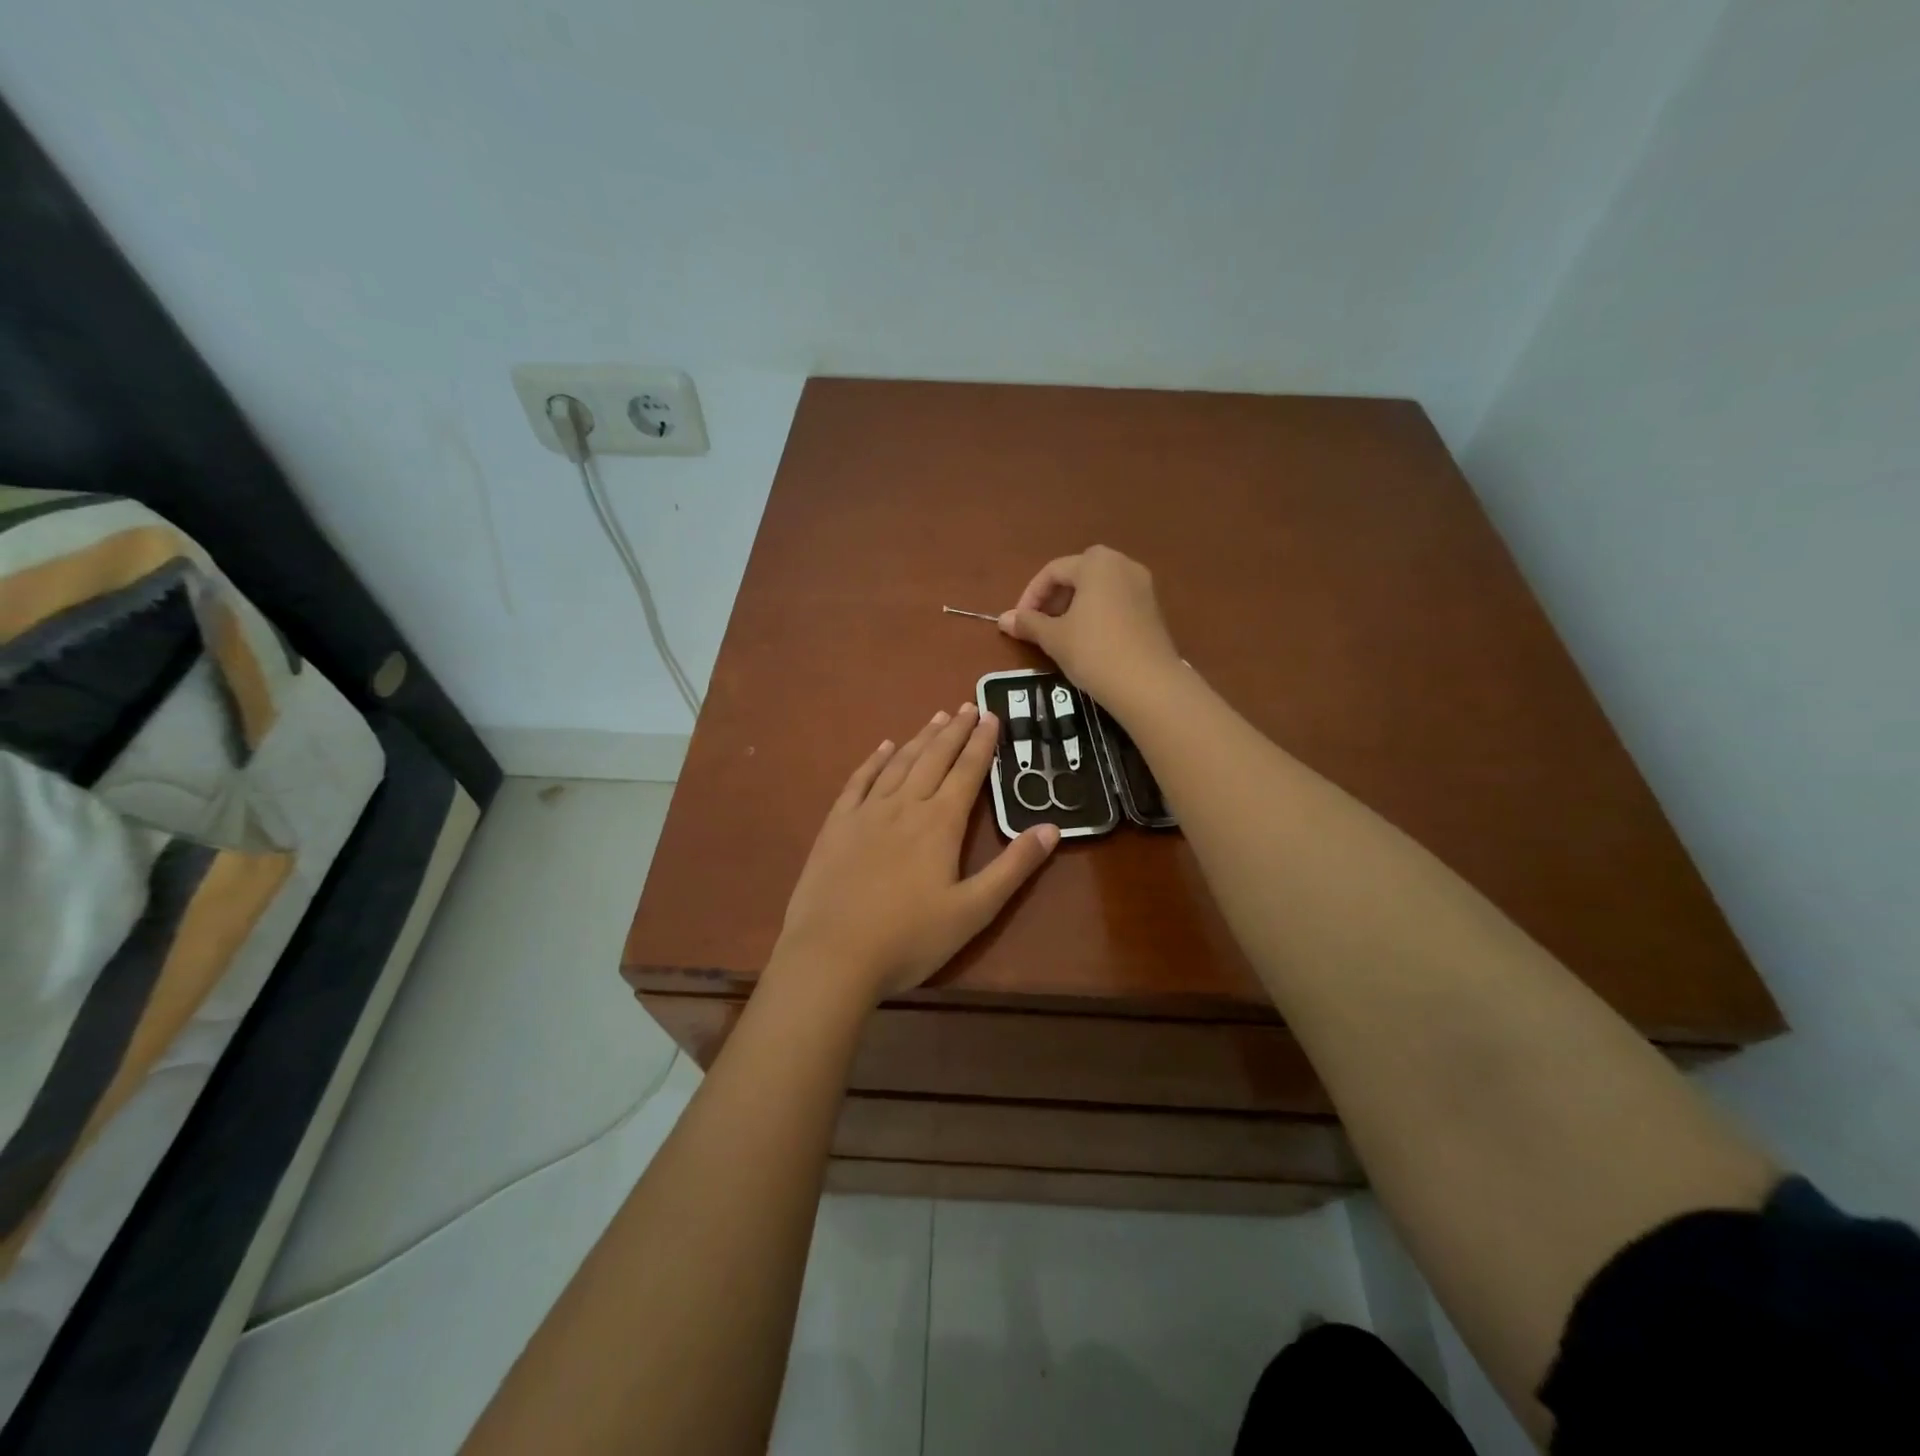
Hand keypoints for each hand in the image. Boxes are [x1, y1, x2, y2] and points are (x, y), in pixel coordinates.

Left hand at [773, 703, 1059, 1003]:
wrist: (831, 956)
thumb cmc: (909, 939)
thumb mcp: (973, 911)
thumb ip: (1013, 868)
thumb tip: (1051, 828)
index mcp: (940, 824)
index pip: (967, 772)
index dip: (982, 743)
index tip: (991, 716)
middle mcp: (904, 806)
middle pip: (934, 758)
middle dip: (954, 731)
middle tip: (968, 705)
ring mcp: (866, 813)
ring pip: (898, 763)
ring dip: (920, 738)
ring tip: (936, 718)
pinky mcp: (837, 826)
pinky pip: (858, 781)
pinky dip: (873, 760)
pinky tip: (882, 748)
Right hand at [998, 545, 1181, 709]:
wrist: (1148, 684)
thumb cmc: (1094, 651)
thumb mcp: (1054, 638)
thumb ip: (1028, 623)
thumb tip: (1003, 619)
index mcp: (1096, 563)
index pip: (1053, 571)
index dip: (1030, 596)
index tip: (1019, 622)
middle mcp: (1122, 564)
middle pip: (1078, 574)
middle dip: (1054, 598)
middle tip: (1040, 624)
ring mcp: (1142, 585)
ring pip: (1099, 588)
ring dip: (1075, 605)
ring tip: (1061, 634)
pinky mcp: (1153, 608)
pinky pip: (1116, 601)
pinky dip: (1097, 613)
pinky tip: (1088, 640)